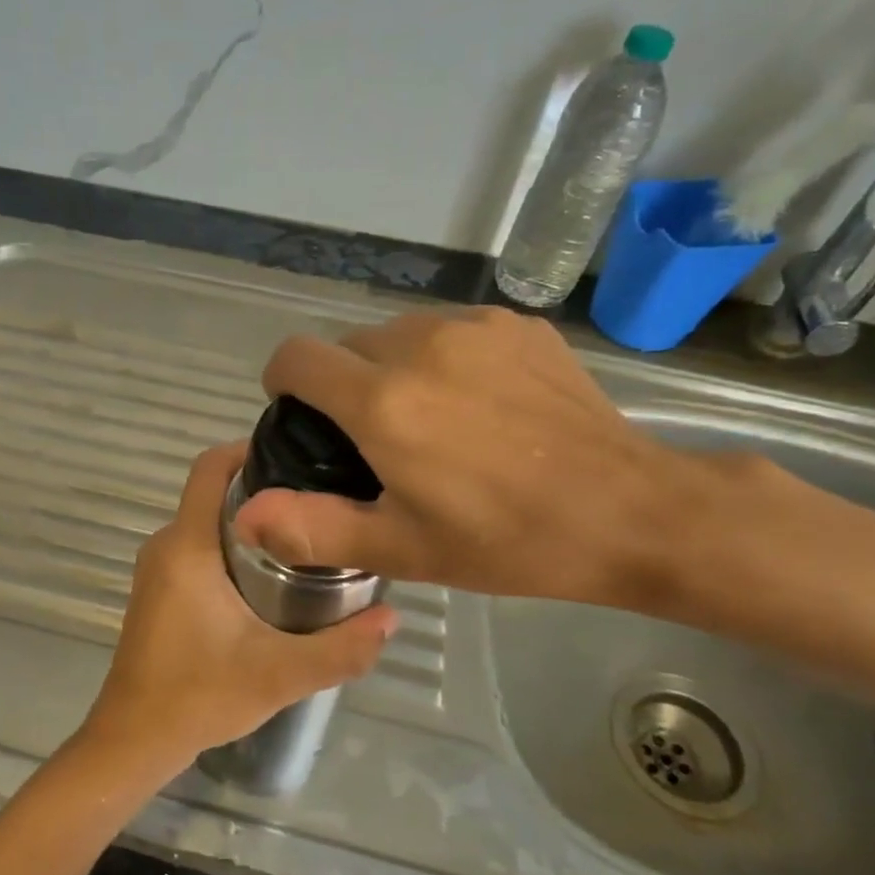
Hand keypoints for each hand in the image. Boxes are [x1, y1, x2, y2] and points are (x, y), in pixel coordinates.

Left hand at [81, 443, 399, 771]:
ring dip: (251, 524)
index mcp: (187, 547)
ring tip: (307, 539)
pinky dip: (233, 548)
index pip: (210, 467)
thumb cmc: (199, 696)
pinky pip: (198, 548)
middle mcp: (166, 546)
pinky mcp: (158, 591)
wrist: (134, 740)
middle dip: (265, 491)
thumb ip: (341, 648)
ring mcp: (157, 570)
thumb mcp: (281, 675)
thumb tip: (392, 618)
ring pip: (208, 523)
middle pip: (214, 493)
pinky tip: (272, 578)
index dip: (250, 448)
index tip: (300, 457)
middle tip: (321, 505)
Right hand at [235, 307, 705, 607]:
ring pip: (399, 332)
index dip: (284, 383)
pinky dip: (444, 358)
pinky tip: (481, 405)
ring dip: (392, 368)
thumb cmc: (507, 540)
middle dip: (343, 385)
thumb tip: (244, 513)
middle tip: (375, 442)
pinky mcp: (519, 325)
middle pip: (347, 345)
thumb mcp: (402, 549)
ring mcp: (476, 328)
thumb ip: (313, 528)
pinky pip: (452, 329)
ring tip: (429, 421)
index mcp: (383, 402)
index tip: (299, 417)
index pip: (296, 357)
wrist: (631, 511)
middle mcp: (421, 345)